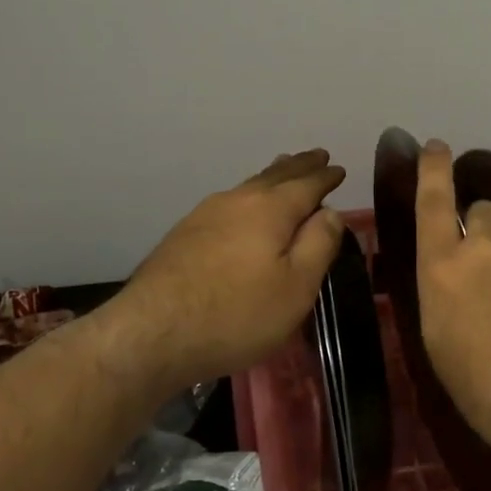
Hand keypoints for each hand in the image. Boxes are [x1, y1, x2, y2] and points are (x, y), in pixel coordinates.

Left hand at [98, 150, 345, 404]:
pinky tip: (243, 206)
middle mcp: (237, 201)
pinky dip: (248, 196)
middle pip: (275, 176)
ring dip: (272, 176)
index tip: (338, 168)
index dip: (325, 177)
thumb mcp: (296, 287)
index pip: (306, 184)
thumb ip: (318, 245)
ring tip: (283, 168)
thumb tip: (330, 212)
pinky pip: (228, 203)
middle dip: (299, 166)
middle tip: (316, 155)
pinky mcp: (183, 235)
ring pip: (248, 186)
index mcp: (270, 209)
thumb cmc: (236, 314)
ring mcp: (205, 215)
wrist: (151, 334)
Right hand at [413, 140, 490, 447]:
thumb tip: (462, 296)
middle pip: (484, 213)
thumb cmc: (481, 387)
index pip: (433, 204)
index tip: (437, 145)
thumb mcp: (444, 346)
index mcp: (443, 268)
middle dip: (484, 226)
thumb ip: (450, 304)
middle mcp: (488, 252)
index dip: (434, 171)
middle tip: (490, 263)